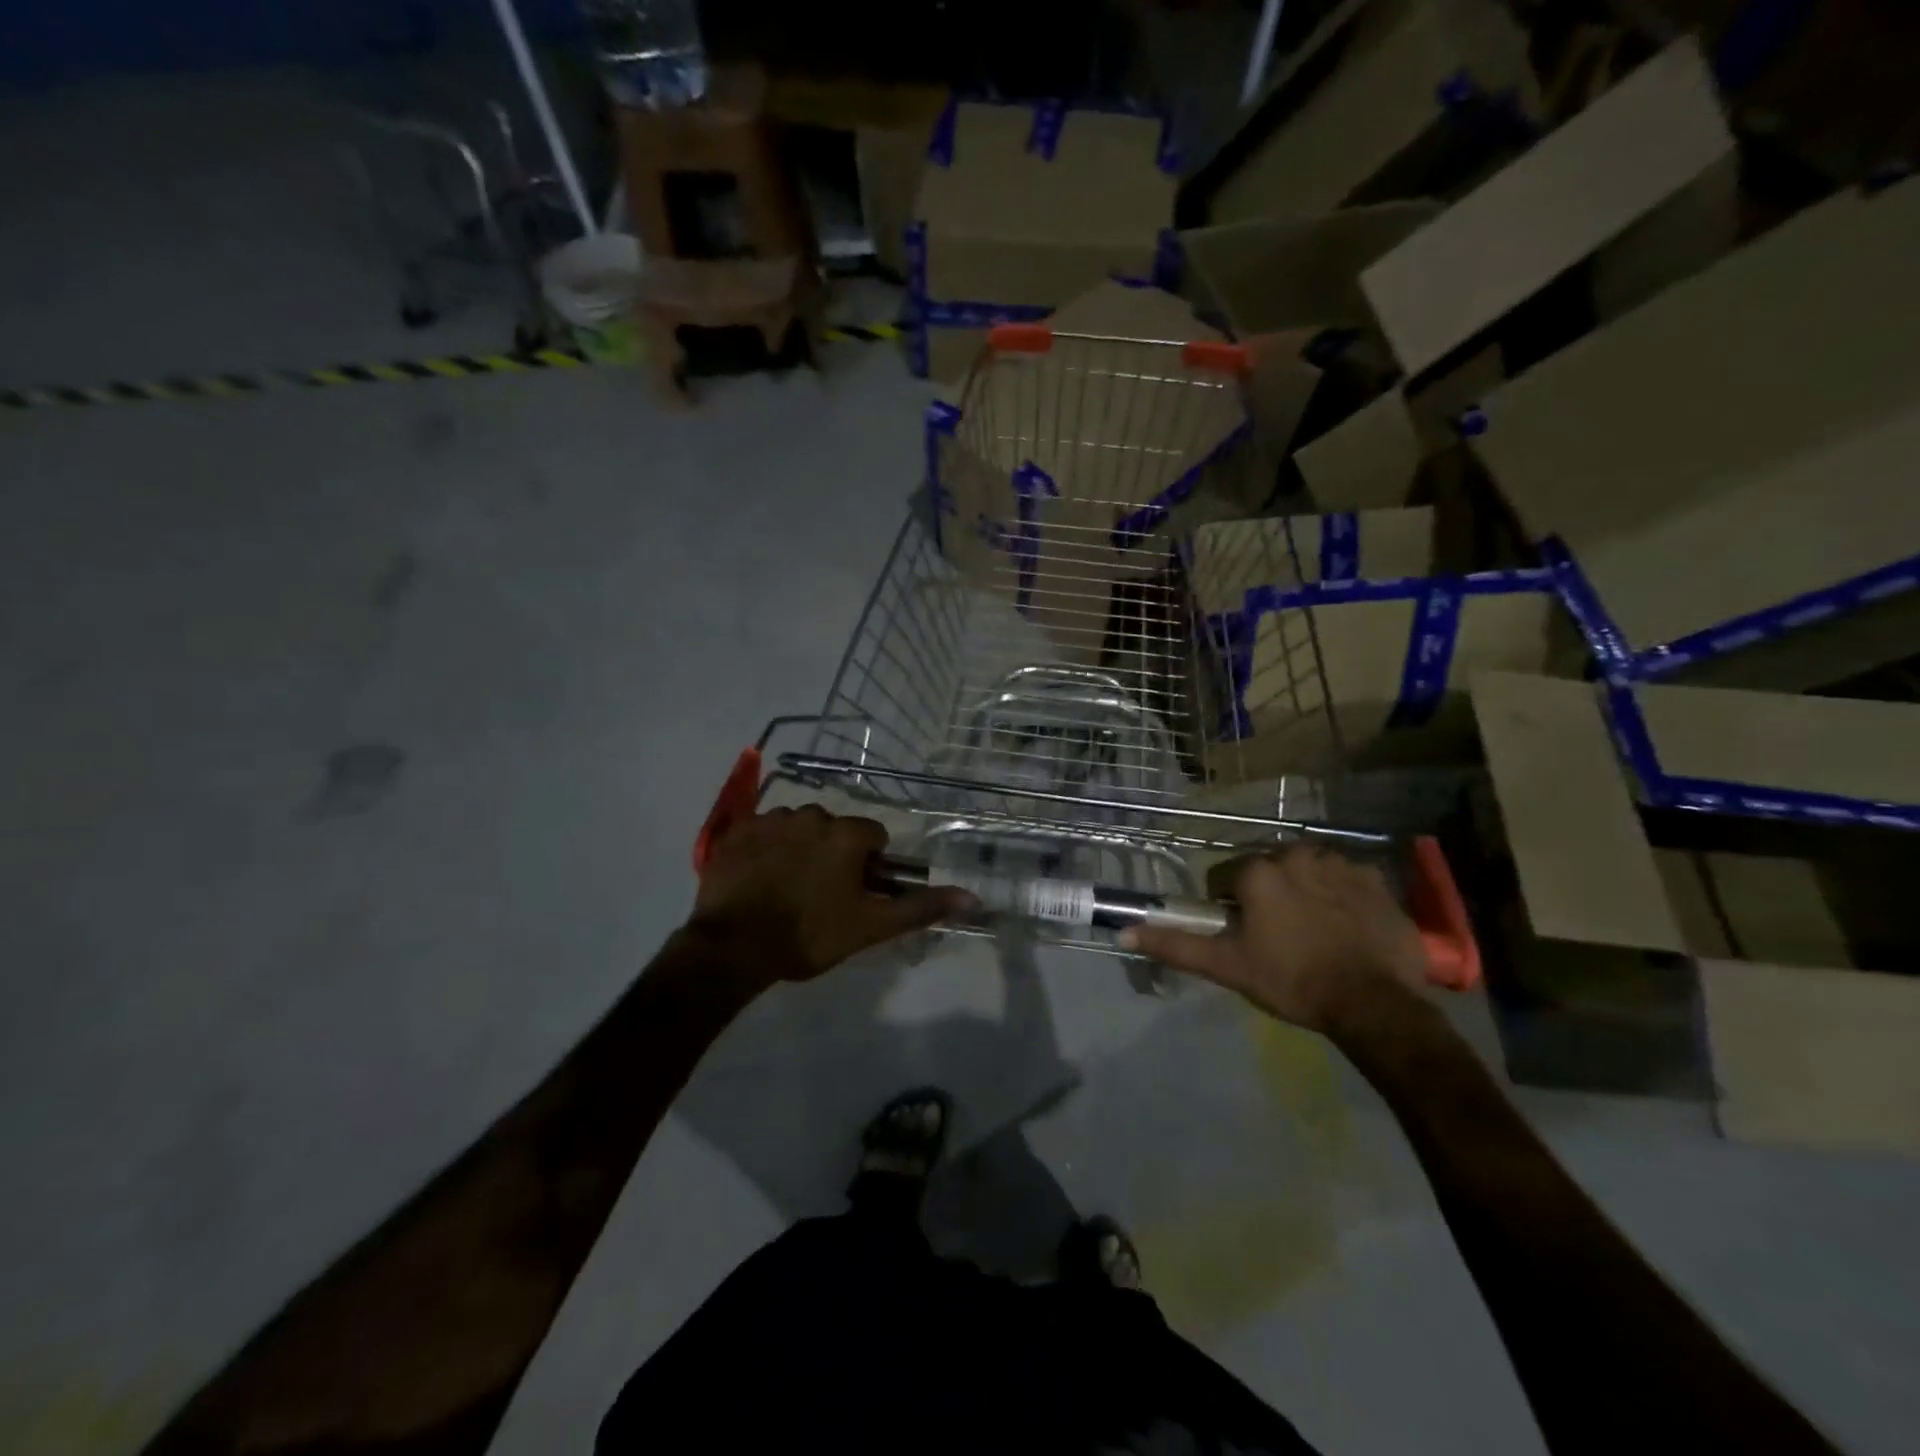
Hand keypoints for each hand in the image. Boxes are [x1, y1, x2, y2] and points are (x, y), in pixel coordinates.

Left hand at [690, 805, 969, 984]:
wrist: (733, 948)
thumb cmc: (809, 935)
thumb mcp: (871, 926)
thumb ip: (921, 907)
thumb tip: (973, 897)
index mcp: (846, 834)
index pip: (873, 837)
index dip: (868, 866)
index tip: (854, 894)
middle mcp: (811, 815)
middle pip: (834, 830)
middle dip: (833, 854)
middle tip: (820, 895)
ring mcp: (770, 820)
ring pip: (798, 828)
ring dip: (799, 849)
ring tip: (785, 889)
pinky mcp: (736, 831)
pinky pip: (762, 831)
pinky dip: (764, 849)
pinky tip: (757, 879)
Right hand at [1124, 844, 1429, 1033]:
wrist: (1375, 1004)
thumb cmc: (1292, 981)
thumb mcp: (1227, 966)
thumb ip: (1175, 945)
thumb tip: (1122, 933)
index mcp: (1258, 871)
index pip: (1224, 876)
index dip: (1226, 906)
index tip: (1241, 934)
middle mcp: (1296, 854)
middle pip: (1266, 868)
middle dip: (1265, 893)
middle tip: (1275, 935)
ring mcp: (1339, 863)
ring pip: (1305, 870)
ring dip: (1301, 890)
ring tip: (1311, 930)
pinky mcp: (1375, 879)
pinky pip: (1344, 878)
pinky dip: (1338, 895)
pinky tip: (1343, 926)